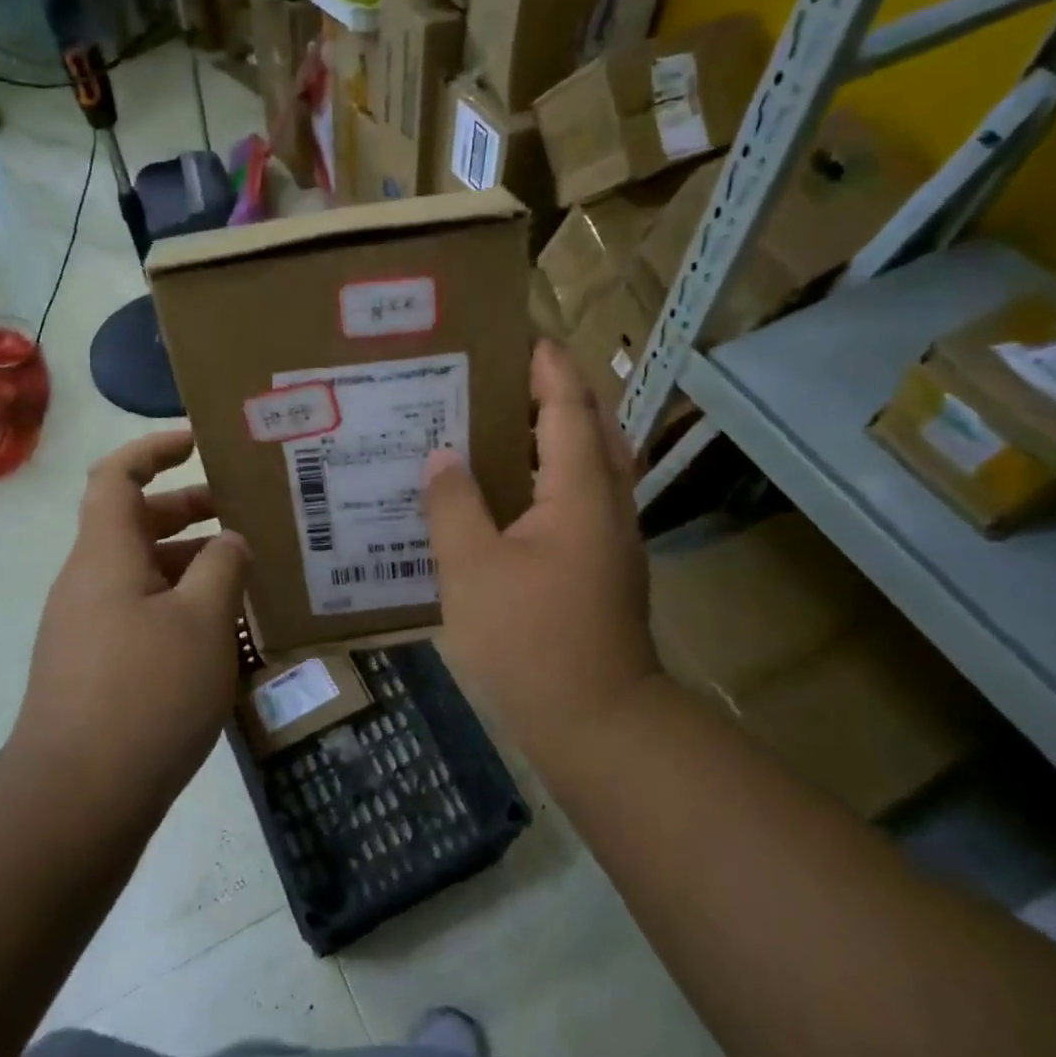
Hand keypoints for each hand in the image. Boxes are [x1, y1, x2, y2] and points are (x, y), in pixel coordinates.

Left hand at [6, 430, 249, 815]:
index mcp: (106, 555)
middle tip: (246, 517)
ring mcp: (88, 629)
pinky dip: (182, 609)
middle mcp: (89, 583)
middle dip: (191, 511)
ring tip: (249, 579)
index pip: (118, 476)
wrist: (74, 802)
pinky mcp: (96, 669)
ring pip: (145, 575)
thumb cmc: (145, 694)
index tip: (200, 444)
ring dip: (193, 566)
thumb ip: (223, 567)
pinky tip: (223, 636)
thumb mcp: (203, 620)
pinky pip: (143, 616)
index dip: (155, 448)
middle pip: (137, 524)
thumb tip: (230, 542)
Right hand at [422, 342, 659, 758]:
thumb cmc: (531, 639)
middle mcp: (608, 505)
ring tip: (507, 425)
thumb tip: (442, 458)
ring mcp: (613, 539)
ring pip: (594, 466)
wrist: (597, 721)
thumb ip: (454, 506)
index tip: (522, 336)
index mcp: (579, 492)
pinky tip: (515, 495)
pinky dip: (557, 476)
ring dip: (562, 434)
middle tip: (508, 378)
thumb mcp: (472, 570)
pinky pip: (584, 499)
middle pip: (595, 429)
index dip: (548, 368)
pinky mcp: (605, 568)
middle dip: (560, 393)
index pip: (569, 407)